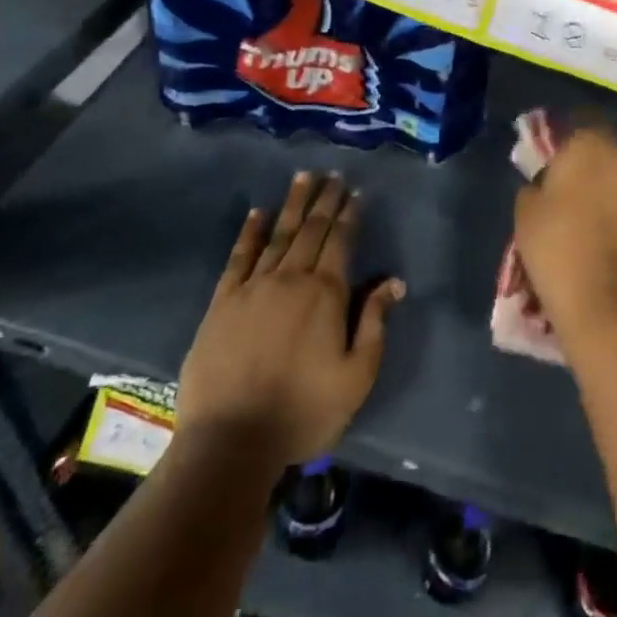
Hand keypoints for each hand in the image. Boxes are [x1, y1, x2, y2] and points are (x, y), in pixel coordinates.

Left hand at [176, 171, 405, 464]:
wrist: (230, 442)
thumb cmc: (303, 411)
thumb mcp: (356, 375)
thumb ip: (375, 323)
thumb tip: (394, 281)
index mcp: (326, 294)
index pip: (341, 242)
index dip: (350, 214)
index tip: (355, 192)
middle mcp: (291, 279)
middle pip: (311, 230)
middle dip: (324, 200)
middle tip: (332, 174)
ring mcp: (253, 288)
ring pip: (278, 235)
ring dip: (293, 204)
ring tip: (303, 177)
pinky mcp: (222, 303)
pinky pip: (239, 258)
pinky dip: (250, 232)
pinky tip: (257, 213)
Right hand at [513, 124, 616, 337]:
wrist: (609, 303)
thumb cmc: (558, 249)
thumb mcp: (525, 214)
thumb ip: (535, 187)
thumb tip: (544, 186)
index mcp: (590, 146)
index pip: (580, 129)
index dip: (569, 150)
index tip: (558, 173)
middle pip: (610, 157)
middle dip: (598, 174)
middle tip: (580, 206)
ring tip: (607, 234)